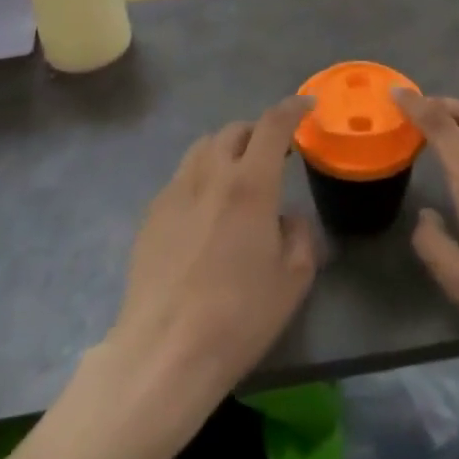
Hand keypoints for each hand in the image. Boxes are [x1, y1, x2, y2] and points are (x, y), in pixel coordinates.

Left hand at [99, 98, 320, 434]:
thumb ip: (299, 235)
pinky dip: (202, 176)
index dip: (292, 108)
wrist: (164, 352)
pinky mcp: (152, 213)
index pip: (273, 125)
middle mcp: (210, 174)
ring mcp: (176, 191)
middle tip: (274, 154)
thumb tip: (287, 219)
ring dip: (227, 149)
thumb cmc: (238, 317)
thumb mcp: (294, 280)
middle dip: (258, 133)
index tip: (307, 106)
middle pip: (235, 131)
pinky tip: (206, 210)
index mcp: (250, 184)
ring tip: (238, 176)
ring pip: (204, 147)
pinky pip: (182, 176)